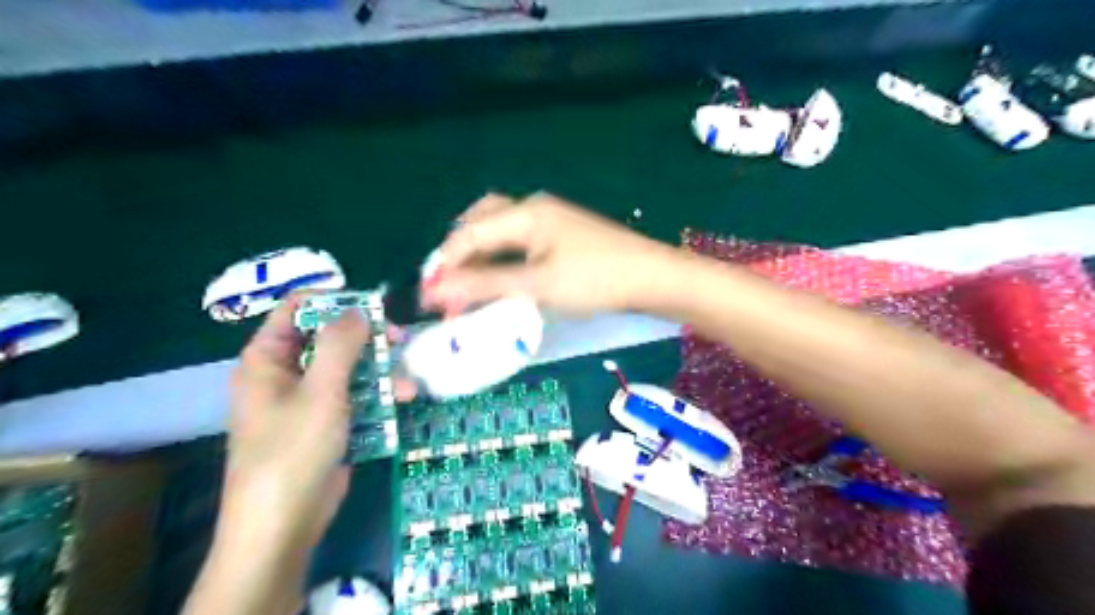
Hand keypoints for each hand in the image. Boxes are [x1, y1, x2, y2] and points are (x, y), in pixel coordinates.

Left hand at [187, 295, 410, 612]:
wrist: (285, 523)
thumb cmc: (293, 450)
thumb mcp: (321, 391)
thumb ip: (340, 344)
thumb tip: (358, 309)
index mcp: (269, 357)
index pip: (297, 308)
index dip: (334, 301)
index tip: (373, 306)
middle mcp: (286, 372)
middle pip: (331, 338)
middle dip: (369, 340)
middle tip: (401, 340)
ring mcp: (310, 399)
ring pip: (350, 368)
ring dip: (382, 373)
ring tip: (409, 385)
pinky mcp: (329, 421)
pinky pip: (356, 396)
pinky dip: (379, 397)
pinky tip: (404, 401)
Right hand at [422, 192, 681, 317]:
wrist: (652, 277)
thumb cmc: (595, 279)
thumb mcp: (537, 284)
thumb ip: (486, 285)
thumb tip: (437, 290)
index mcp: (525, 213)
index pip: (469, 233)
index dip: (444, 264)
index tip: (429, 298)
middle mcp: (534, 208)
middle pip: (481, 220)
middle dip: (459, 250)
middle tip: (449, 283)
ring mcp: (551, 220)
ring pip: (501, 229)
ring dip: (480, 253)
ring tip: (469, 283)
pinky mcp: (563, 235)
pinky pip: (519, 240)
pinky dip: (502, 257)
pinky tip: (503, 276)